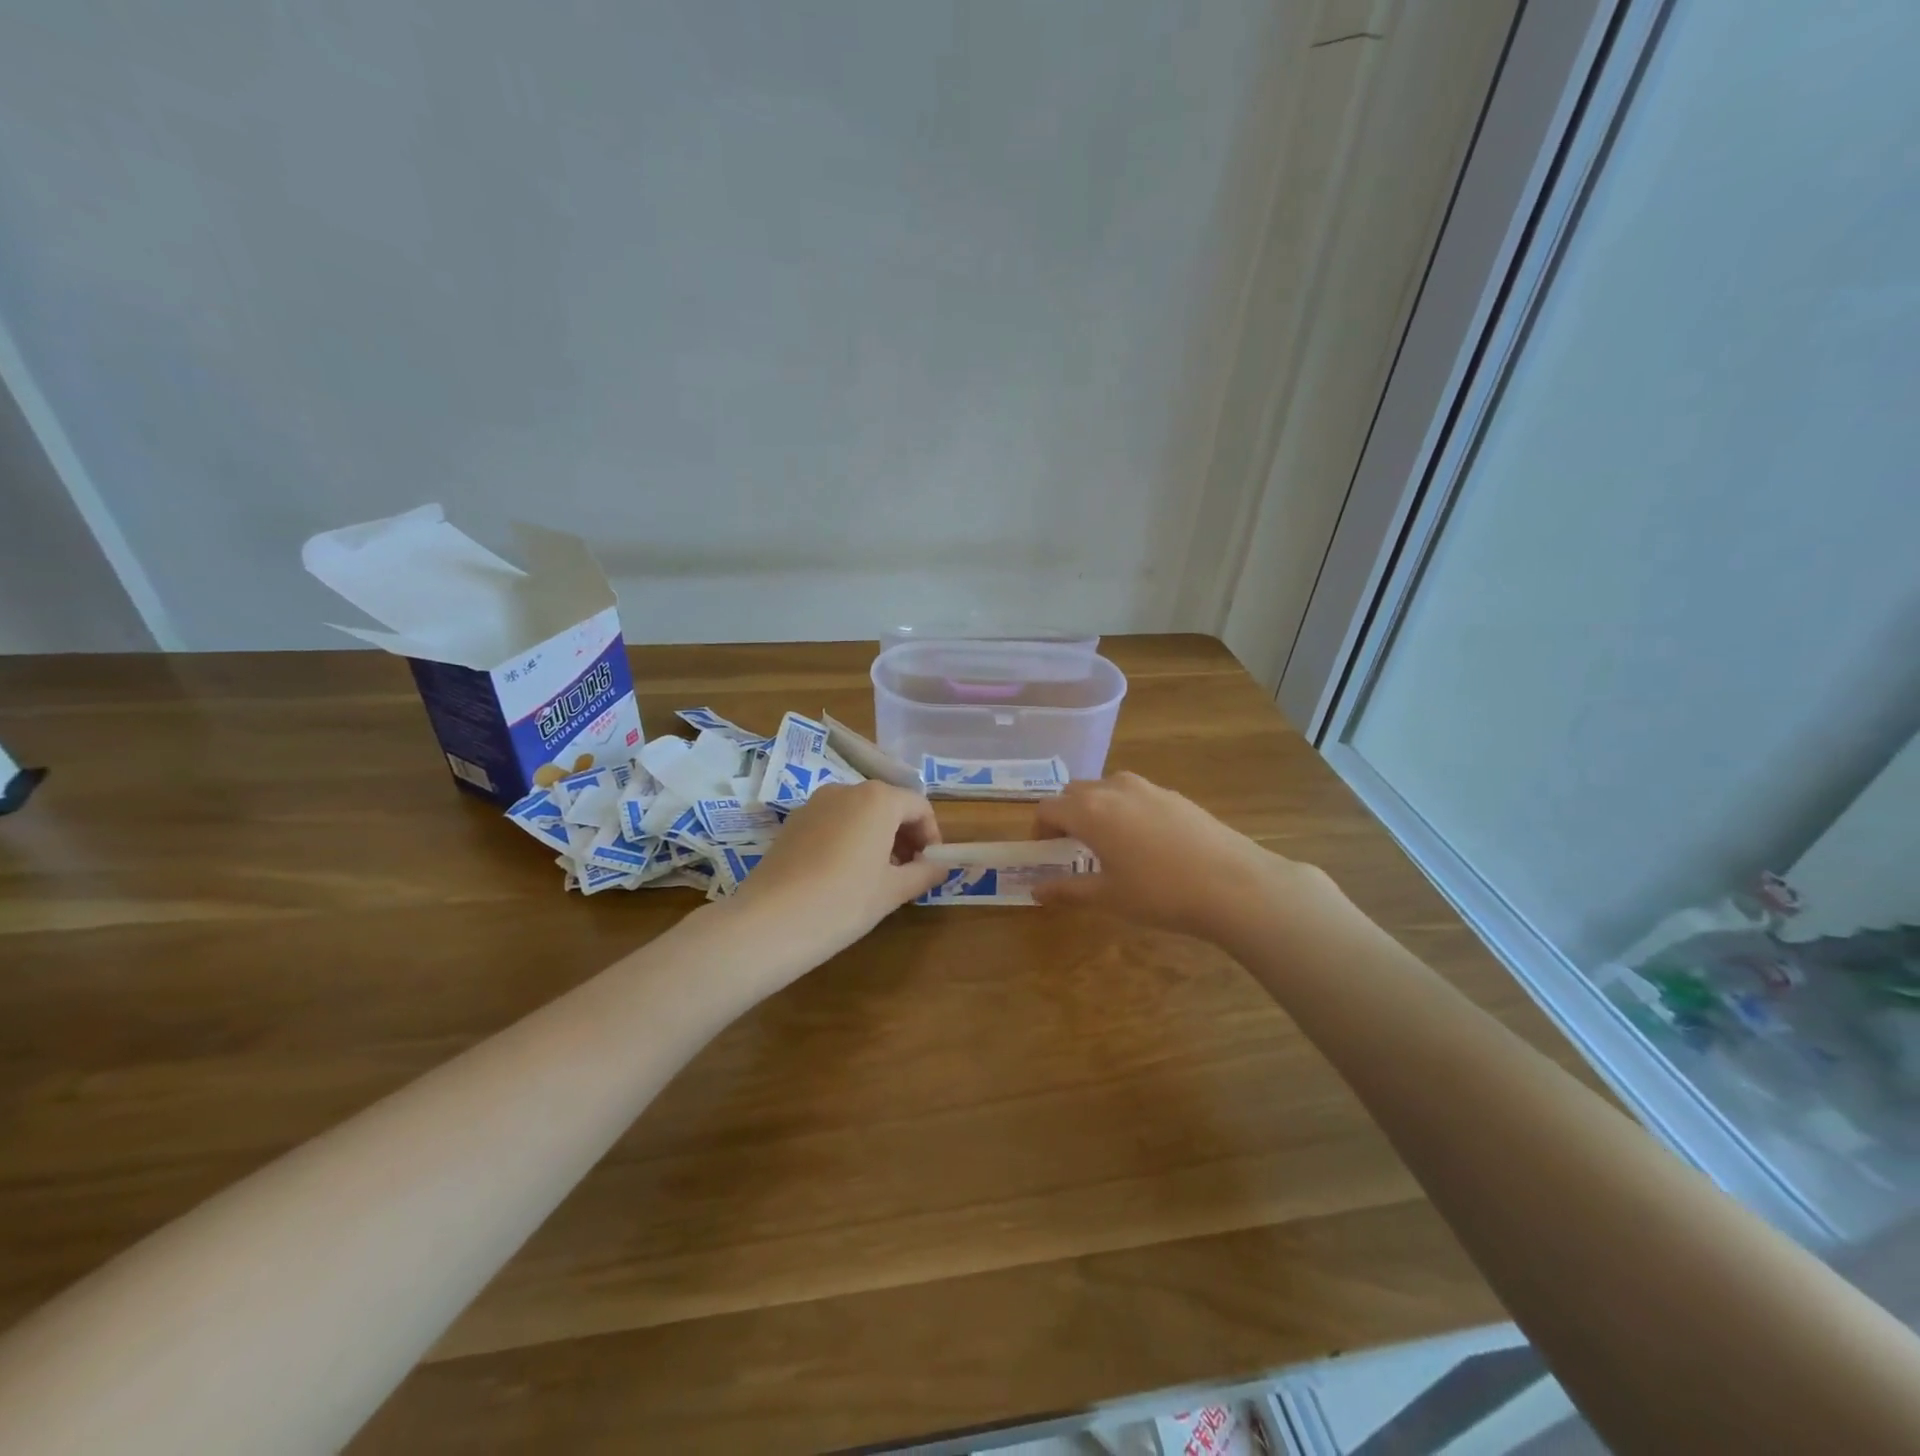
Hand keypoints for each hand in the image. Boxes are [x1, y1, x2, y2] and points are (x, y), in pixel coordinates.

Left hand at [731, 780, 948, 959]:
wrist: (770, 921)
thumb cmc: (845, 901)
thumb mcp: (893, 891)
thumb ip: (924, 873)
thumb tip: (941, 867)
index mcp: (878, 799)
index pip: (919, 807)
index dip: (932, 836)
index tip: (931, 866)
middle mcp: (847, 790)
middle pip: (888, 805)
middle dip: (905, 835)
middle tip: (909, 873)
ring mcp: (815, 804)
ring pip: (859, 813)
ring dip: (877, 837)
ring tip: (877, 877)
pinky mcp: (793, 822)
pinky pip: (834, 822)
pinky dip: (849, 839)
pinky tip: (844, 875)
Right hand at [1031, 772, 1328, 940]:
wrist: (1234, 884)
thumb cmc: (1160, 893)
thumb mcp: (1108, 897)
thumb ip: (1067, 890)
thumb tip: (1036, 890)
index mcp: (1089, 810)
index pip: (1047, 808)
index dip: (1039, 830)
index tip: (1046, 853)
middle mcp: (1114, 788)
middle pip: (1074, 792)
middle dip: (1066, 815)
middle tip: (1072, 849)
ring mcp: (1148, 787)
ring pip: (1106, 788)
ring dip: (1096, 808)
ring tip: (1108, 844)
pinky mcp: (1175, 795)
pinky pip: (1135, 795)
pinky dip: (1125, 810)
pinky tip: (1146, 844)